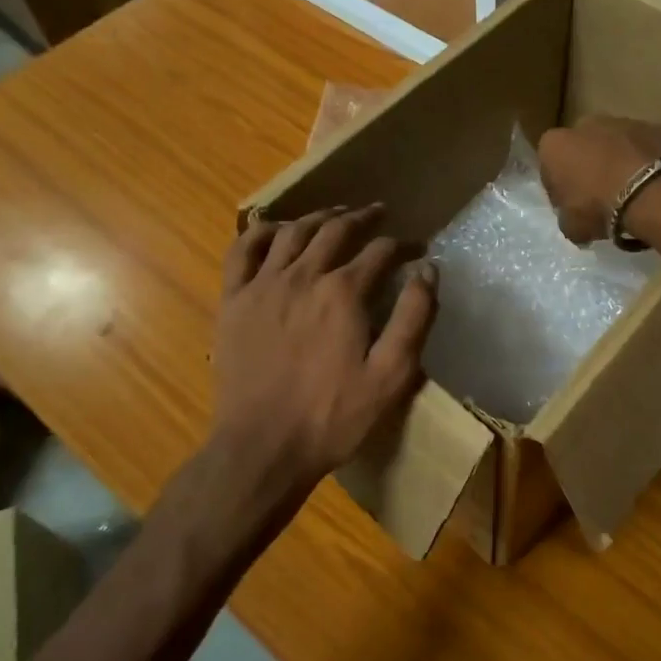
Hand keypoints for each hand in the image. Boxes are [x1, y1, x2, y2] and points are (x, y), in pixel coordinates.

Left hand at [211, 205, 437, 493]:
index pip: (380, 251)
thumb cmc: (332, 417)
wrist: (262, 448)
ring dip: (317, 217)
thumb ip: (414, 317)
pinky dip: (260, 231)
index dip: (402, 245)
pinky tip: (273, 229)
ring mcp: (262, 285)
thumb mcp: (391, 375)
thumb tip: (428, 268)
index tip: (416, 248)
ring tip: (334, 214)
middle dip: (362, 218)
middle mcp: (302, 276)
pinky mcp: (233, 300)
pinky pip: (242, 250)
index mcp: (343, 293)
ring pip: (292, 232)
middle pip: (336, 230)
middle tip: (378, 212)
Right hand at [537, 116, 660, 243]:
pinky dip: (645, 163)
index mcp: (554, 144)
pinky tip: (652, 187)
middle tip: (600, 199)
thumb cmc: (598, 206)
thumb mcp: (571, 227)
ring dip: (617, 164)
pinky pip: (644, 149)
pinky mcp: (655, 127)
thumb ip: (567, 218)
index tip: (571, 207)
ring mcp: (623, 121)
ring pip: (614, 145)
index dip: (559, 190)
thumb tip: (575, 219)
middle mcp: (585, 125)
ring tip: (630, 194)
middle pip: (582, 149)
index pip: (549, 168)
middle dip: (588, 169)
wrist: (653, 190)